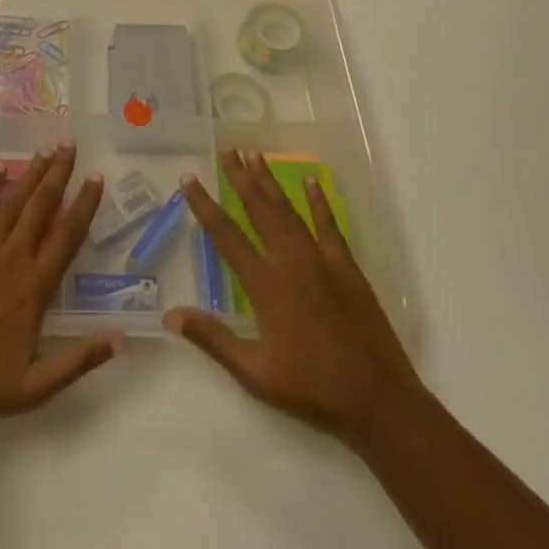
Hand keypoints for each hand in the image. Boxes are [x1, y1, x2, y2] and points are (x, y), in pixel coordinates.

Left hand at [0, 142, 124, 436]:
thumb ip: (79, 359)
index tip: (96, 178)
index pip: (68, 236)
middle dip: (58, 174)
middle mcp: (12, 258)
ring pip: (13, 201)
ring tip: (46, 149)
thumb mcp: (37, 387)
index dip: (85, 204)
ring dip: (31, 174)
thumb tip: (122, 340)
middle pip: (41, 206)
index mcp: (35, 286)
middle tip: (70, 145)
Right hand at [167, 147, 427, 452]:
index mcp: (265, 284)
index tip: (189, 179)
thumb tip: (171, 316)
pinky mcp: (345, 264)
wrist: (377, 399)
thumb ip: (213, 339)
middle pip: (259, 208)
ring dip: (270, 180)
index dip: (204, 205)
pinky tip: (310, 180)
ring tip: (254, 154)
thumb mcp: (255, 374)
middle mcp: (289, 260)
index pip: (226, 235)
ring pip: (288, 209)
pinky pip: (328, 223)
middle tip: (227, 149)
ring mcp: (320, 258)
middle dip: (240, 176)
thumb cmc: (312, 389)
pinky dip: (318, 200)